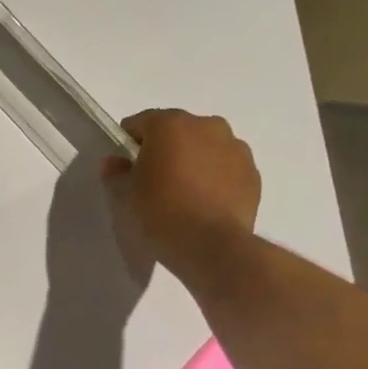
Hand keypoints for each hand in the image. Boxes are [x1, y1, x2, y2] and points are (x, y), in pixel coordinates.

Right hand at [99, 110, 260, 282]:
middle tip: (152, 181)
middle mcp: (207, 126)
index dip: (128, 143)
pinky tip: (203, 204)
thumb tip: (114, 162)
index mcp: (171, 125)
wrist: (212, 246)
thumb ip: (116, 173)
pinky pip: (225, 168)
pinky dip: (214, 178)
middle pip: (177, 131)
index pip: (141, 122)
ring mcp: (236, 148)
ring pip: (205, 147)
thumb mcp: (125, 195)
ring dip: (192, 161)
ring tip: (182, 194)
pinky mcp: (253, 173)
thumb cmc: (161, 213)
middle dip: (164, 150)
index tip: (124, 166)